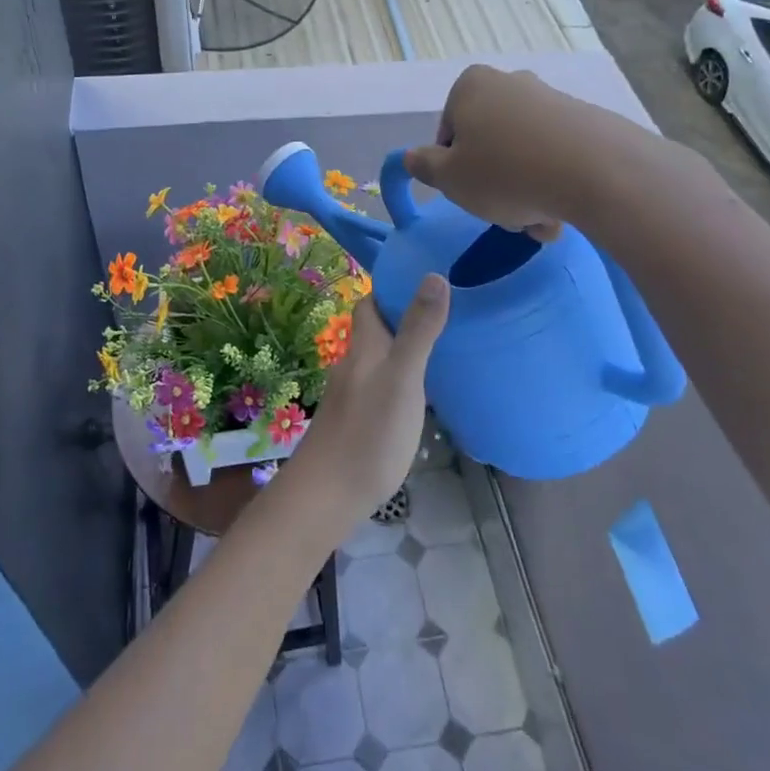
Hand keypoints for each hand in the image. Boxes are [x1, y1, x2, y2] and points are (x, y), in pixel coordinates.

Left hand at [289, 277, 448, 521]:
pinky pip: (379, 388)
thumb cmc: (370, 432)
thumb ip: (418, 330)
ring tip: (440, 353)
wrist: (327, 495)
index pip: (370, 303)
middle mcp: (353, 365)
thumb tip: (433, 275)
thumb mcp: (403, 377)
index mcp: (364, 347)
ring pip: (377, 361)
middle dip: (401, 319)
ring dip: (401, 352)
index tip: (424, 281)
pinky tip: (418, 398)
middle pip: (374, 331)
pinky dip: (398, 382)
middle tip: (442, 317)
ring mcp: (351, 396)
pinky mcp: (354, 423)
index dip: (391, 289)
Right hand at [402, 66, 579, 239]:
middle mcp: (511, 82)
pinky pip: (556, 157)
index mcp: (471, 86)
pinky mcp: (586, 121)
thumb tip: (412, 156)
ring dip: (525, 192)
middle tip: (506, 215)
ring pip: (524, 155)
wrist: (596, 171)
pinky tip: (563, 212)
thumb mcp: (449, 178)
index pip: (448, 134)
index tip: (470, 193)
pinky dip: (554, 183)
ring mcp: (551, 99)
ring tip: (540, 223)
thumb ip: (424, 166)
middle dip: (494, 183)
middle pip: (489, 143)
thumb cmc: (505, 172)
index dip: (453, 170)